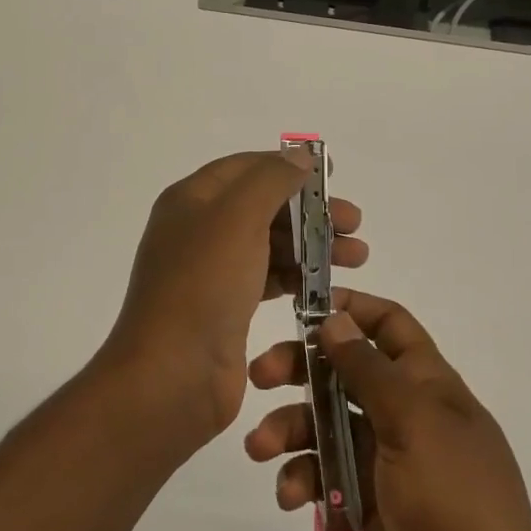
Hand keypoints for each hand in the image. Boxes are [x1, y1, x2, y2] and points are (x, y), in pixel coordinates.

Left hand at [97, 151, 366, 452]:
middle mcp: (198, 230)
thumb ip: (271, 179)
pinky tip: (327, 286)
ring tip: (358, 257)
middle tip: (354, 225)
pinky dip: (298, 277)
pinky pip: (267, 279)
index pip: (245, 168)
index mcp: (191, 200)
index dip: (287, 167)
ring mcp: (210, 271)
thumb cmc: (203, 285)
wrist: (172, 375)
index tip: (331, 178)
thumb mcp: (237, 217)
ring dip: (312, 246)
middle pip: (262, 206)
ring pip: (269, 244)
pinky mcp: (225, 308)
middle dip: (309, 211)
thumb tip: (299, 155)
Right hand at [246, 291, 530, 530]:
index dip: (352, 309)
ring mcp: (381, 461)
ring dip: (287, 429)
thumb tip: (335, 320)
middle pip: (342, 372)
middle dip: (300, 368)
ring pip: (322, 424)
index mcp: (429, 386)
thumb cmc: (455, 501)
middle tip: (260, 375)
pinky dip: (300, 480)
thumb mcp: (414, 423)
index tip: (303, 306)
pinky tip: (290, 496)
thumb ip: (369, 370)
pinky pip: (320, 476)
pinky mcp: (360, 504)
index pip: (390, 327)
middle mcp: (403, 416)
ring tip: (260, 448)